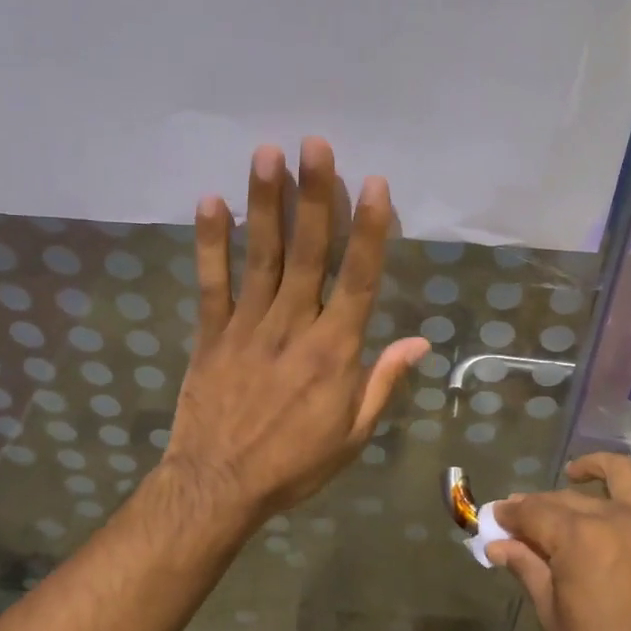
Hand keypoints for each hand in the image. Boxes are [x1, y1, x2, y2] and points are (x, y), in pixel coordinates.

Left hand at [163, 138, 429, 525]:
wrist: (220, 487)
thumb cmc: (295, 464)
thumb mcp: (354, 434)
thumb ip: (383, 381)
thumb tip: (420, 341)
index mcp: (336, 351)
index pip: (358, 279)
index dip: (368, 229)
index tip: (374, 184)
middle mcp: (295, 327)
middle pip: (308, 252)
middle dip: (315, 195)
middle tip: (315, 143)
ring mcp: (248, 327)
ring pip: (261, 256)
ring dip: (266, 203)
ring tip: (268, 154)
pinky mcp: (211, 335)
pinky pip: (211, 283)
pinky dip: (210, 243)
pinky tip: (210, 202)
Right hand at [492, 454, 630, 630]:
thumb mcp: (551, 613)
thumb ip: (526, 568)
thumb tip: (497, 545)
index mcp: (577, 537)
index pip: (534, 512)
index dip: (511, 514)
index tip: (496, 519)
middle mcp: (616, 518)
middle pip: (570, 498)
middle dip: (539, 505)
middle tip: (523, 522)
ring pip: (626, 476)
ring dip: (599, 467)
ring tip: (579, 473)